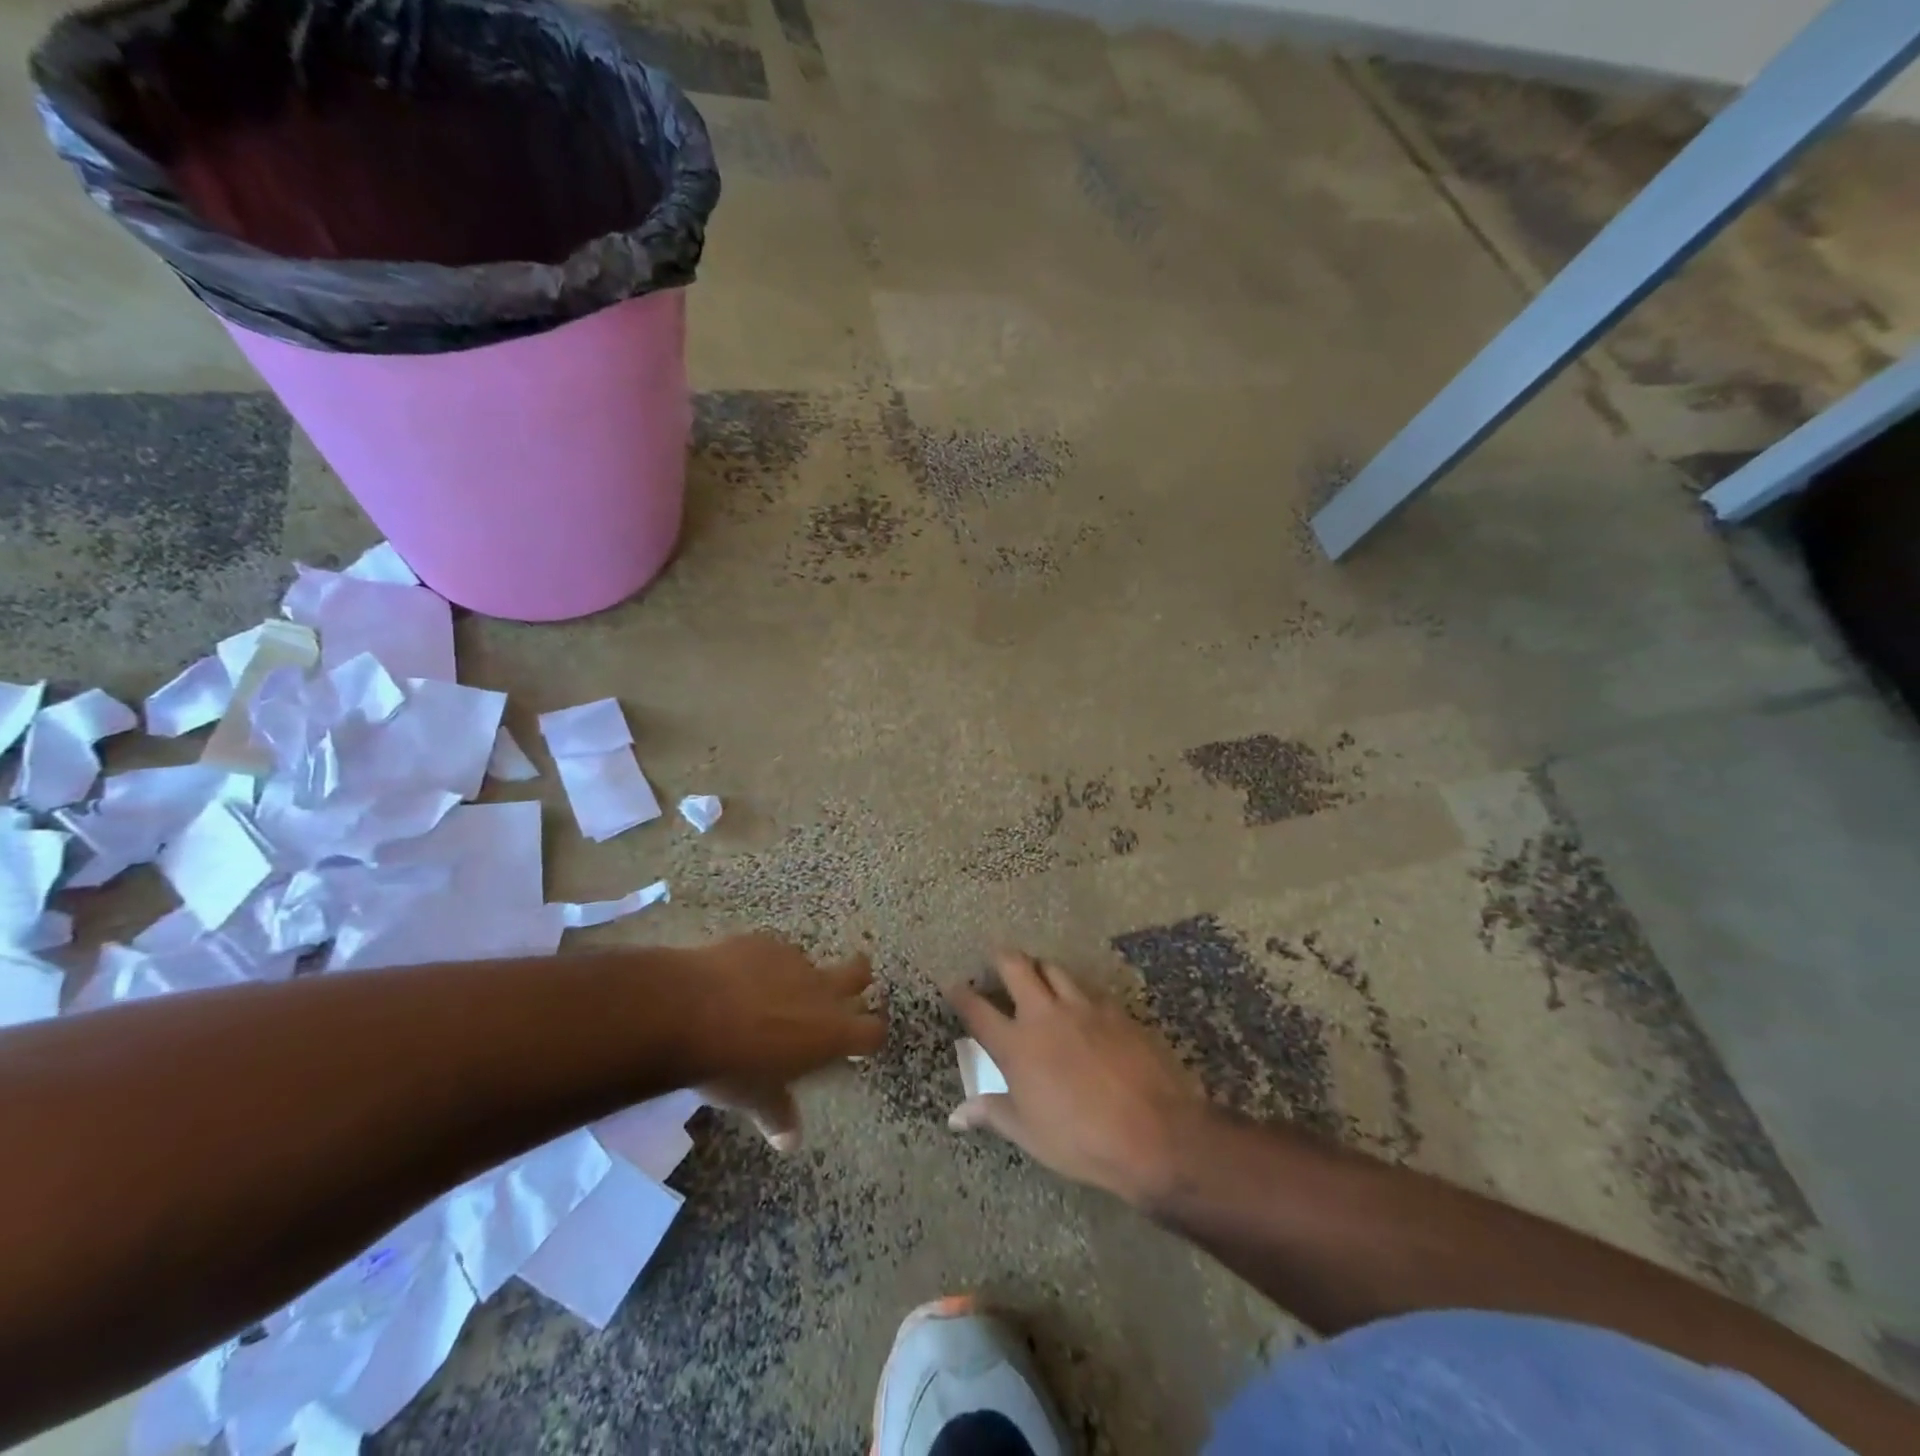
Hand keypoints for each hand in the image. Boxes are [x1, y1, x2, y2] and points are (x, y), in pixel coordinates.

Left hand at [683, 934, 884, 1152]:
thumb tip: (790, 1142)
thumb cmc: (731, 1064)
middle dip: (857, 979)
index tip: (861, 1041)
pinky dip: (763, 966)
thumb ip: (778, 1113)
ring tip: (771, 994)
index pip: (872, 1031)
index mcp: (831, 1031)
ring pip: (810, 962)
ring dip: (800, 977)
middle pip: (859, 973)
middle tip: (843, 991)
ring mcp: (793, 960)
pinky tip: (737, 980)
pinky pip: (773, 953)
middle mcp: (821, 989)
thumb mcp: (755, 1098)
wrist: (689, 1010)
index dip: (870, 1035)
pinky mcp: (763, 942)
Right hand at [946, 951, 1206, 1204]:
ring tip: (1038, 974)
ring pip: (1054, 969)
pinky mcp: (1114, 1009)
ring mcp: (1082, 1007)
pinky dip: (1076, 990)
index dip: (961, 994)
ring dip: (1040, 968)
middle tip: (997, 958)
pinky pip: (1088, 989)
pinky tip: (1081, 1004)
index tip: (953, 984)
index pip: (978, 1011)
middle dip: (1001, 958)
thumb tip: (956, 1115)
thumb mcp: (1030, 1134)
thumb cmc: (1082, 1140)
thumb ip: (993, 1114)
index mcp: (1017, 1046)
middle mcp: (1045, 1015)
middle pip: (1016, 967)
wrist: (1153, 1132)